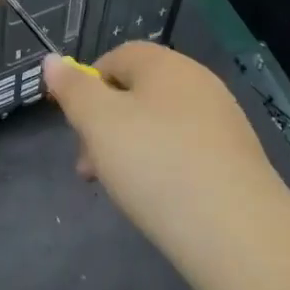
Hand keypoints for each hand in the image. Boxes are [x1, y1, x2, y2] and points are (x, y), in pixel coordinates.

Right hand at [44, 42, 289, 285]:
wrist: (238, 232)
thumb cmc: (156, 165)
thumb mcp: (99, 124)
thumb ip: (73, 90)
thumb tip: (52, 60)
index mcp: (165, 64)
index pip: (116, 57)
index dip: (87, 87)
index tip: (75, 128)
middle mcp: (198, 82)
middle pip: (138, 92)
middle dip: (106, 125)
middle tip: (90, 168)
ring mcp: (222, 119)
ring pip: (161, 124)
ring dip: (132, 148)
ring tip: (122, 189)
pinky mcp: (236, 157)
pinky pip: (187, 149)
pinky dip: (164, 166)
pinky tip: (160, 199)